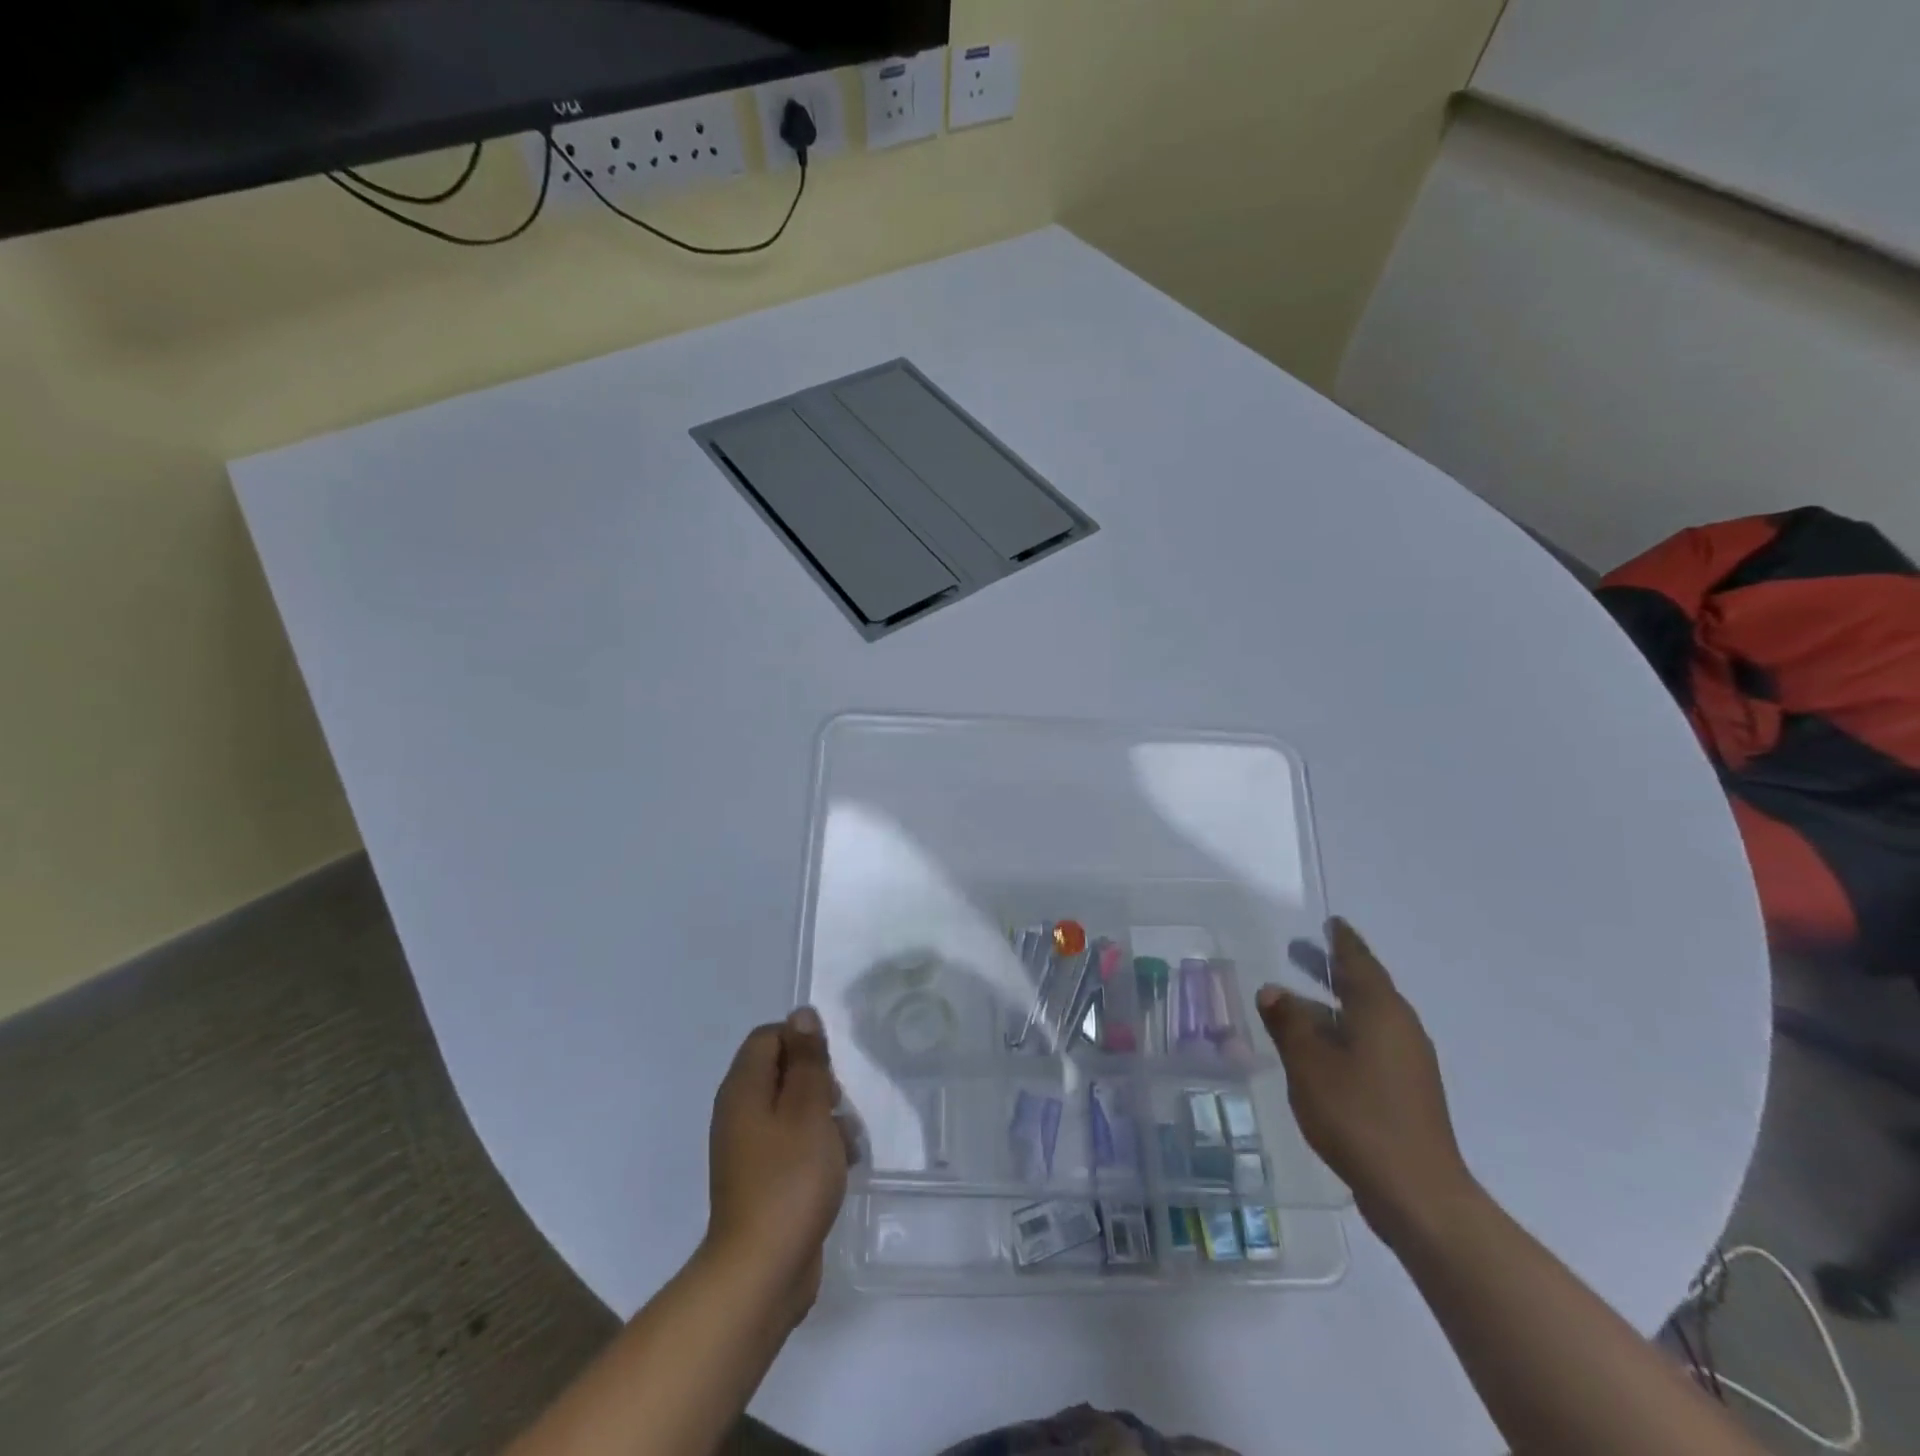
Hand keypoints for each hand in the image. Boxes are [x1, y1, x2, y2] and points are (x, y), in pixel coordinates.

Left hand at [704, 1007, 850, 1326]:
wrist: (763, 1271)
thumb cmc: (789, 1178)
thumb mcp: (807, 1108)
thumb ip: (807, 1059)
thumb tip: (802, 1015)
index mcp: (743, 1089)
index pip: (769, 1037)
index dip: (802, 1042)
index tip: (829, 1067)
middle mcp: (740, 1113)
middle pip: (782, 1072)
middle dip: (818, 1081)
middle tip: (839, 1104)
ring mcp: (750, 1149)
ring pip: (793, 1110)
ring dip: (824, 1117)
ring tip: (848, 1141)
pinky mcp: (764, 1180)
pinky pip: (794, 1145)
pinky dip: (818, 1148)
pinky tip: (843, 1166)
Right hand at [1256, 920, 1474, 1242]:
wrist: (1416, 1193)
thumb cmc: (1358, 1115)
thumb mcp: (1308, 1063)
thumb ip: (1288, 1022)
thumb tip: (1273, 990)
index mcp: (1381, 1012)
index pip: (1359, 962)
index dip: (1342, 942)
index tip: (1330, 923)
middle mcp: (1400, 1029)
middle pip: (1363, 987)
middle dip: (1331, 970)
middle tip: (1298, 952)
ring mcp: (1407, 1063)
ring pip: (1365, 1019)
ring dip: (1332, 1005)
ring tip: (1296, 1003)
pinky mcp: (1405, 1091)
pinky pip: (1369, 1045)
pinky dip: (1342, 1033)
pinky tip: (1317, 1050)